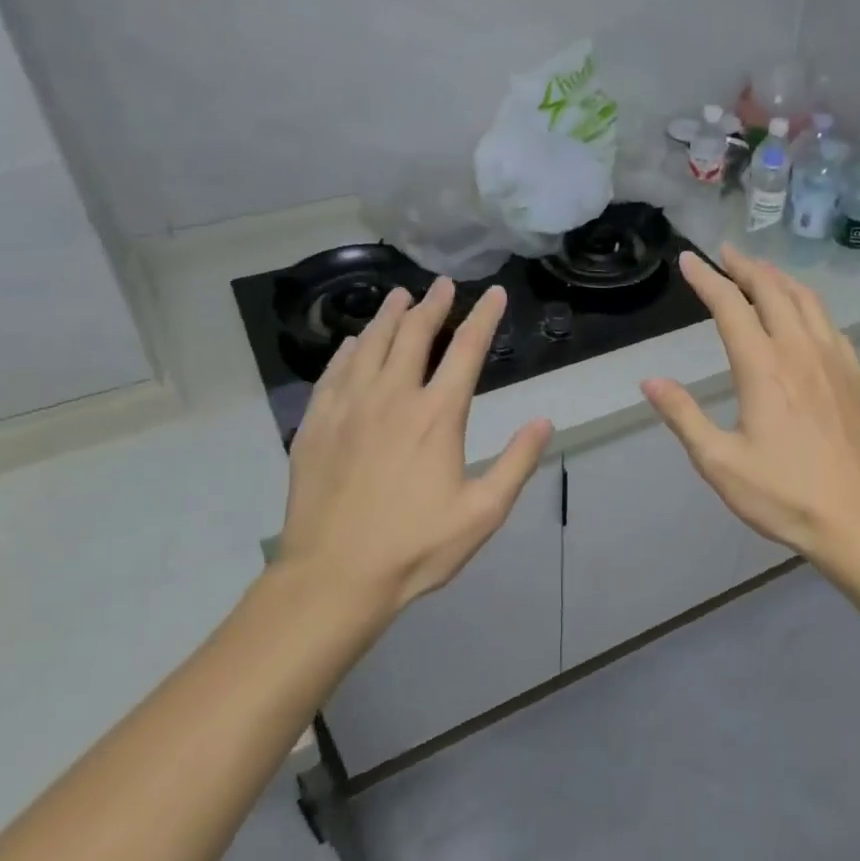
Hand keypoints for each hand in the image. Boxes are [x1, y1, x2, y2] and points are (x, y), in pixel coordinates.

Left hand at [275, 278, 552, 623]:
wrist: (335, 576)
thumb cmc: (416, 546)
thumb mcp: (483, 513)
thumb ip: (516, 462)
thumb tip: (543, 421)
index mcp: (437, 416)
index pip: (466, 350)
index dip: (483, 317)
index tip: (493, 293)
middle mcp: (392, 398)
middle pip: (414, 336)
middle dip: (433, 305)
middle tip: (443, 284)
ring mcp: (348, 408)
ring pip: (370, 345)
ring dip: (389, 317)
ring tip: (401, 297)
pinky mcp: (316, 425)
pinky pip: (334, 372)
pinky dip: (348, 350)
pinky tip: (353, 343)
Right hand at [641, 245, 859, 571]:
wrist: (859, 519)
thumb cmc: (784, 495)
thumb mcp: (719, 463)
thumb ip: (684, 417)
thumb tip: (650, 381)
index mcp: (764, 368)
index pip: (730, 306)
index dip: (707, 278)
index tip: (690, 259)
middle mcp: (801, 351)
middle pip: (772, 291)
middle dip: (746, 267)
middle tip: (725, 254)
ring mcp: (835, 360)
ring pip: (807, 301)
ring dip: (780, 279)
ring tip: (761, 272)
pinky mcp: (856, 377)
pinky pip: (831, 324)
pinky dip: (810, 306)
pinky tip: (805, 317)